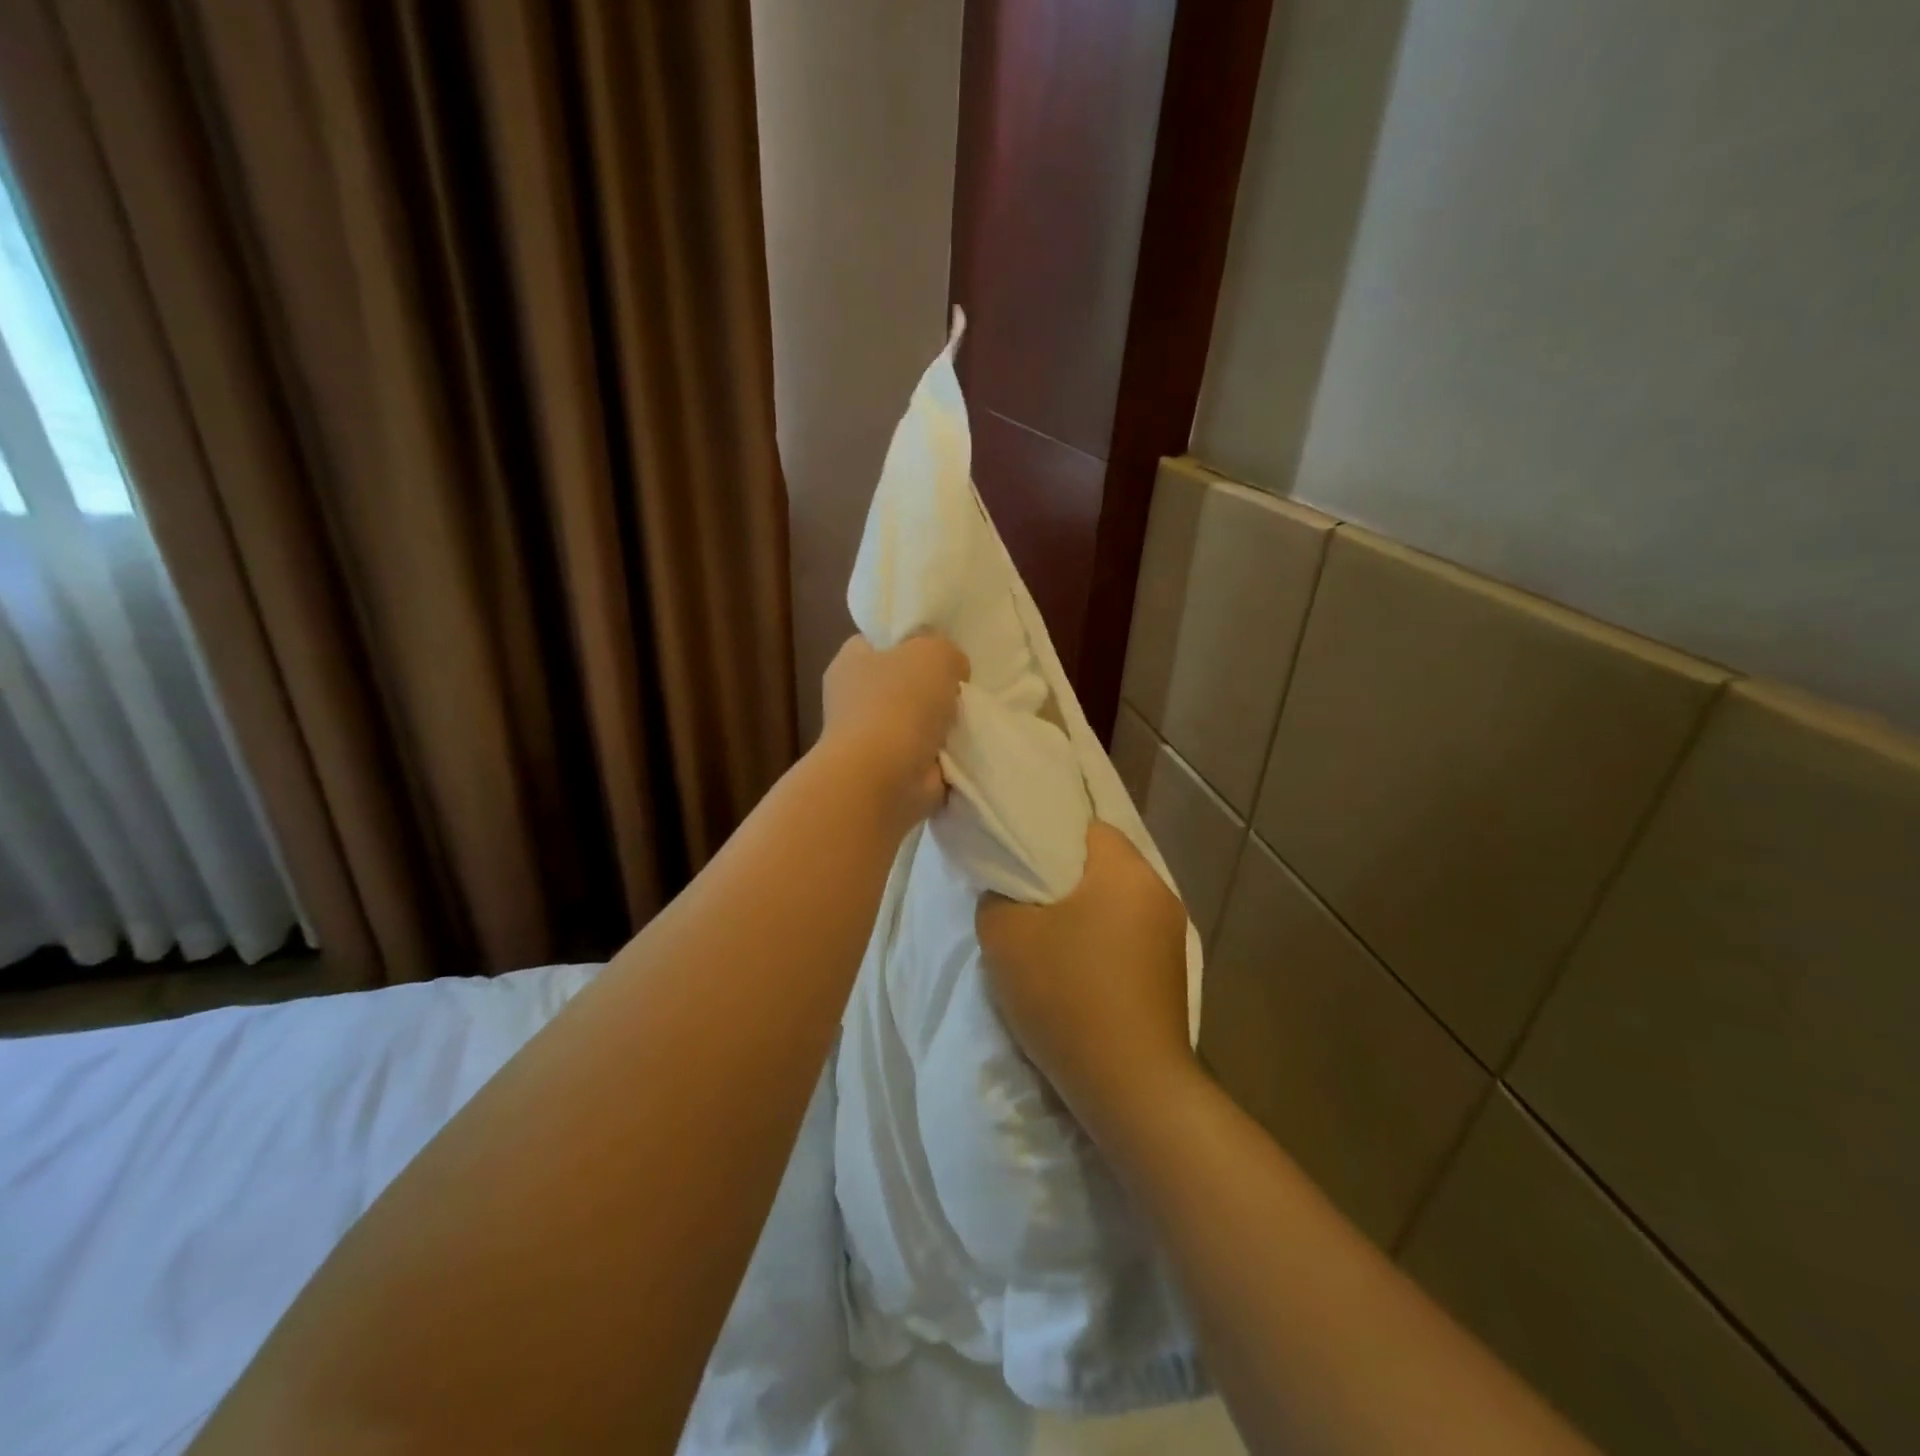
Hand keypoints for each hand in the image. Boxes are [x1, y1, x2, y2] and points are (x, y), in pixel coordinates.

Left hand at [820, 634, 968, 827]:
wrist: (884, 778)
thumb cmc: (899, 703)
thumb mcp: (934, 652)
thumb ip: (947, 651)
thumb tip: (952, 672)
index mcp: (851, 661)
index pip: (879, 640)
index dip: (910, 639)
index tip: (941, 647)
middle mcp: (854, 699)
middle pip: (903, 682)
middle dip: (933, 686)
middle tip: (963, 686)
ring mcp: (871, 739)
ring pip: (917, 721)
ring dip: (942, 725)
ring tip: (971, 719)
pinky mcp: (891, 772)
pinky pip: (927, 755)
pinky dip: (945, 756)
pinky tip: (967, 749)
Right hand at [976, 822, 1195, 1146]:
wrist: (1130, 1085)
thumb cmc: (1067, 994)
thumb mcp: (1005, 935)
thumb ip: (998, 895)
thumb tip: (1009, 889)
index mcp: (1125, 870)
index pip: (1085, 826)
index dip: (1046, 835)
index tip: (1018, 857)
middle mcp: (1158, 892)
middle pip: (1102, 864)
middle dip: (1062, 876)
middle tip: (1023, 896)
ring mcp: (1170, 935)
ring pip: (1114, 901)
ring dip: (1083, 911)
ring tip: (1045, 935)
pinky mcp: (1170, 972)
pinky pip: (1126, 935)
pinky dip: (1100, 940)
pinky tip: (1075, 968)